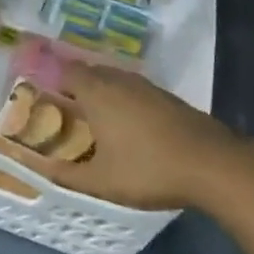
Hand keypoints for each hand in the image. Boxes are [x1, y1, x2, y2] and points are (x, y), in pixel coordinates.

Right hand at [20, 62, 248, 210]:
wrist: (210, 163)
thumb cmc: (147, 169)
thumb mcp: (101, 181)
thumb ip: (68, 175)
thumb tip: (43, 170)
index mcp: (97, 92)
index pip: (68, 71)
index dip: (54, 80)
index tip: (45, 97)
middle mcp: (119, 80)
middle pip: (91, 72)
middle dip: (77, 86)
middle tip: (66, 110)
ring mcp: (146, 86)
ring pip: (115, 79)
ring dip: (102, 91)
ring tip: (95, 118)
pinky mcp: (167, 97)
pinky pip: (134, 89)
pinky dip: (124, 99)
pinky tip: (128, 124)